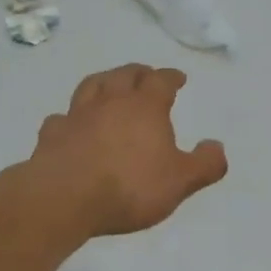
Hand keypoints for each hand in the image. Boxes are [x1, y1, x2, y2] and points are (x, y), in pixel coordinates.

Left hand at [28, 65, 227, 236]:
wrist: (64, 197)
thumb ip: (204, 164)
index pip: (161, 81)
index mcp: (145, 106)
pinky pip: (61, 118)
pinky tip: (71, 124)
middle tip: (145, 75)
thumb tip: (217, 147)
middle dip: (138, 72)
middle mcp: (110, 101)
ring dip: (103, 82)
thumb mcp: (180, 181)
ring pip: (91, 86)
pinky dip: (69, 117)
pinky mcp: (52, 135)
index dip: (171, 77)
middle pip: (124, 74)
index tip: (178, 78)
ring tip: (108, 85)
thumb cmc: (129, 186)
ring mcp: (77, 115)